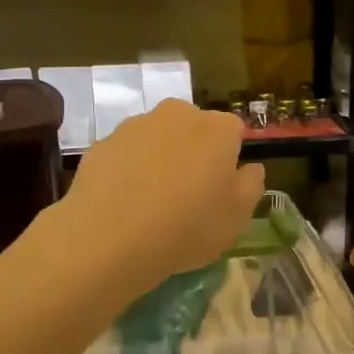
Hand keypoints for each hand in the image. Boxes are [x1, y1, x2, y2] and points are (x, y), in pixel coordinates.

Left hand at [62, 99, 264, 292]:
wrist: (110, 238)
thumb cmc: (188, 226)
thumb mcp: (237, 217)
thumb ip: (251, 185)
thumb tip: (251, 168)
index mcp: (218, 128)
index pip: (234, 132)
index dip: (230, 159)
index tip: (221, 189)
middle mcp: (178, 115)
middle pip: (194, 128)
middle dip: (195, 152)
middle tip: (189, 194)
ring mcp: (135, 125)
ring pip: (158, 138)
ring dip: (160, 159)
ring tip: (153, 202)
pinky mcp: (102, 144)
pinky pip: (126, 155)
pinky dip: (129, 171)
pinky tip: (125, 204)